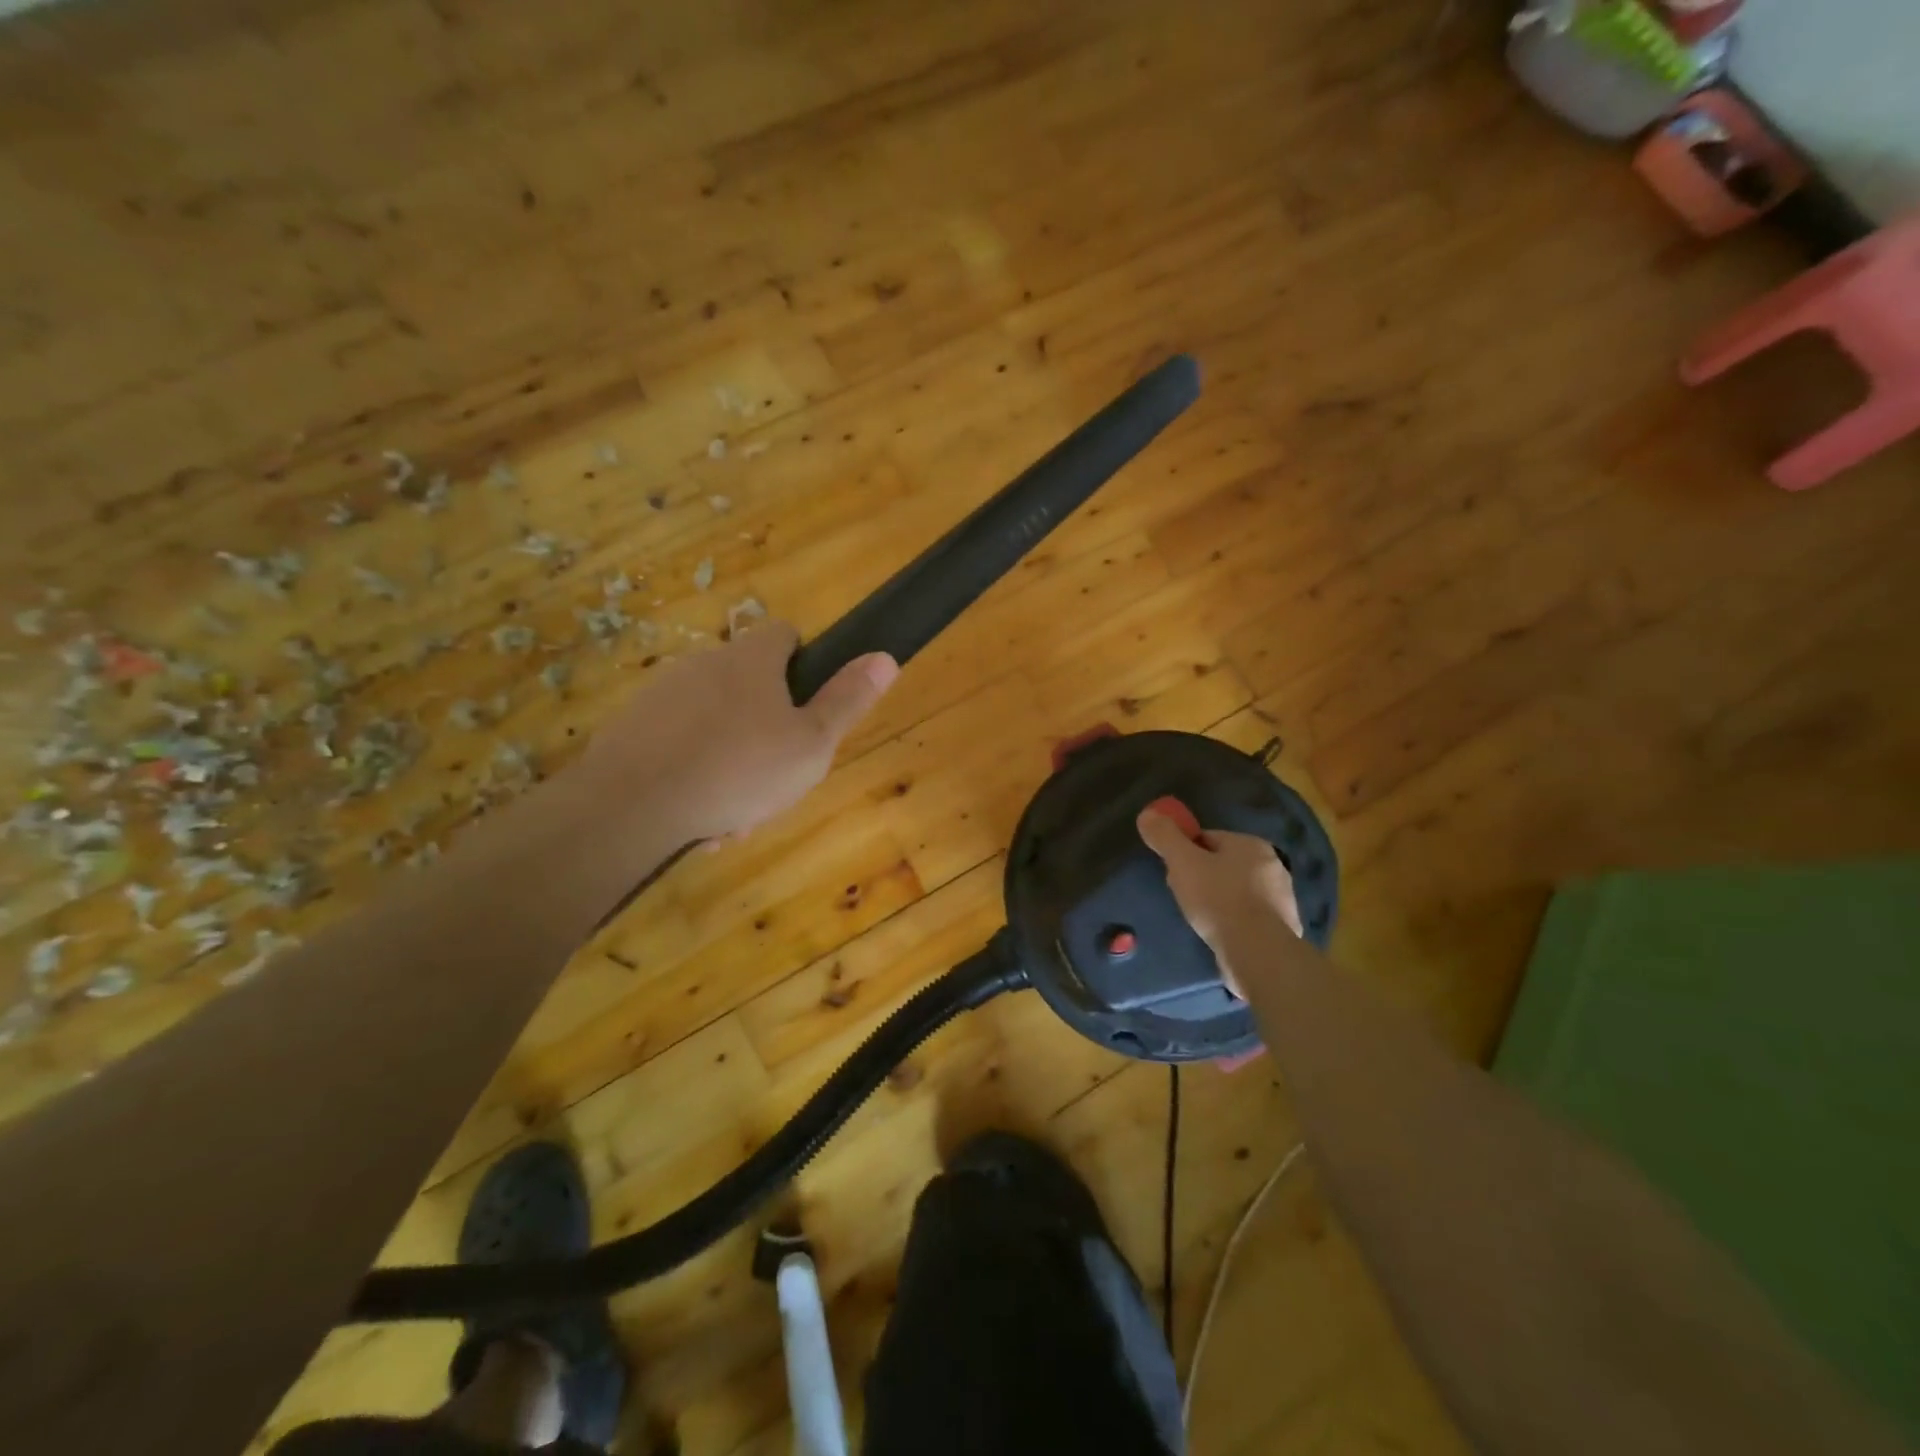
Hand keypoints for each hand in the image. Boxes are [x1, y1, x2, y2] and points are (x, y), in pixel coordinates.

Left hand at [582, 623, 896, 841]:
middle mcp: (704, 663)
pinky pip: (678, 746)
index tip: (809, 703)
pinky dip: (694, 774)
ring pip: (714, 723)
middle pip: (749, 684)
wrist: (632, 804)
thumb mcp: (812, 744)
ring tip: (739, 812)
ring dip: (732, 758)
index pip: (785, 634)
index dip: (804, 661)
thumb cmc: (740, 769)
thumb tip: (885, 657)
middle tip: (779, 775)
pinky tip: (701, 818)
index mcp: (751, 660)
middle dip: (768, 726)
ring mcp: (662, 695)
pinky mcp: (630, 728)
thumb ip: (847, 701)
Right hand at [1137, 806, 1301, 996]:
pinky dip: (1234, 921)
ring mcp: (1281, 898)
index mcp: (1251, 844)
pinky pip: (1249, 916)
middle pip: (1223, 864)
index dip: (1186, 853)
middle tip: (1184, 896)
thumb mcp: (1182, 862)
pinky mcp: (1282, 927)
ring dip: (1219, 900)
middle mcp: (1272, 865)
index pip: (1209, 838)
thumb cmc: (1218, 899)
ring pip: (1237, 891)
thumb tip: (1149, 814)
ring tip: (1201, 919)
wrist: (1257, 951)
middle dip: (1202, 877)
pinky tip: (1221, 933)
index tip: (1173, 873)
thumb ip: (1165, 836)